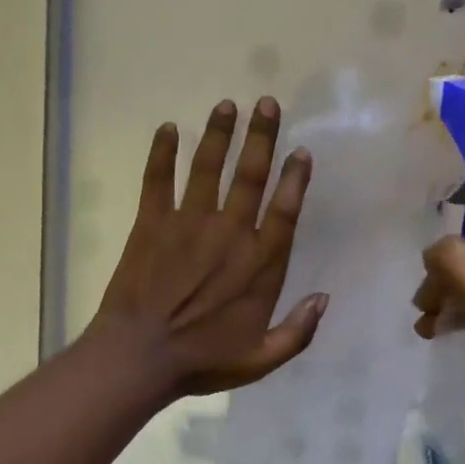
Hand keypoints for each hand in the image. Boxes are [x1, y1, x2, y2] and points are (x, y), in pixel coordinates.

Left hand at [89, 98, 328, 398]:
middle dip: (261, 137)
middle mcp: (229, 234)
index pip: (284, 211)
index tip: (300, 151)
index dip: (295, 178)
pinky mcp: (151, 224)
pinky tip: (166, 128)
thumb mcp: (261, 360)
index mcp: (259, 264)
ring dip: (219, 134)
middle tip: (267, 103)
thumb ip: (298, 331)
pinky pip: (157, 181)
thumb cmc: (202, 360)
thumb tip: (325, 298)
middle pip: (250, 176)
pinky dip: (161, 153)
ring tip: (227, 104)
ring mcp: (188, 224)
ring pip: (207, 169)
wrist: (139, 357)